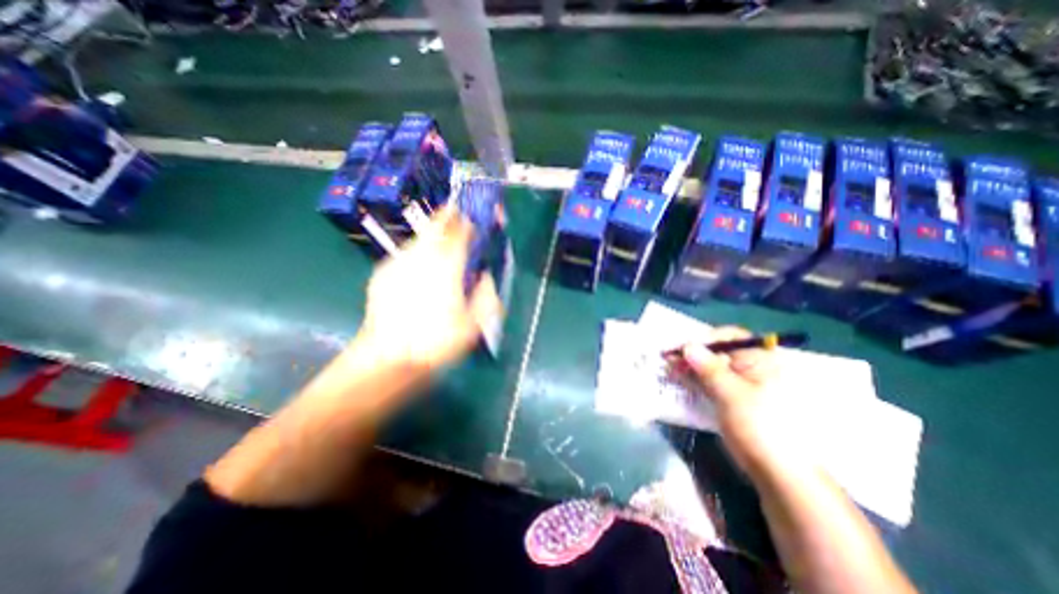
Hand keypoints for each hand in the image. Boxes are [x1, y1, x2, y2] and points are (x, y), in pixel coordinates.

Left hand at [358, 207, 501, 375]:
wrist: (387, 357)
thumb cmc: (436, 342)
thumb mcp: (474, 324)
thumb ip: (486, 295)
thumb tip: (485, 277)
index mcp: (447, 266)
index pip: (461, 229)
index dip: (473, 218)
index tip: (481, 217)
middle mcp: (421, 256)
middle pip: (438, 224)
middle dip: (452, 217)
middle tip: (462, 222)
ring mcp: (398, 261)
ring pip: (422, 237)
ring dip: (436, 237)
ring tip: (444, 252)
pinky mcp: (383, 271)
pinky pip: (407, 254)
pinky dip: (420, 255)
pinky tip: (422, 275)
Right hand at [677, 327, 813, 475]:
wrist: (779, 473)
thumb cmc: (760, 427)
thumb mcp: (732, 394)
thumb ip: (708, 367)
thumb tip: (687, 345)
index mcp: (762, 360)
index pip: (730, 337)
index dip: (703, 339)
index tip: (680, 348)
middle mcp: (753, 367)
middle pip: (718, 351)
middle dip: (692, 354)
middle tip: (668, 359)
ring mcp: (743, 383)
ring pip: (711, 367)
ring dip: (690, 367)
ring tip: (668, 369)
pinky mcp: (733, 398)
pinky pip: (711, 382)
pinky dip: (695, 380)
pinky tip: (679, 381)